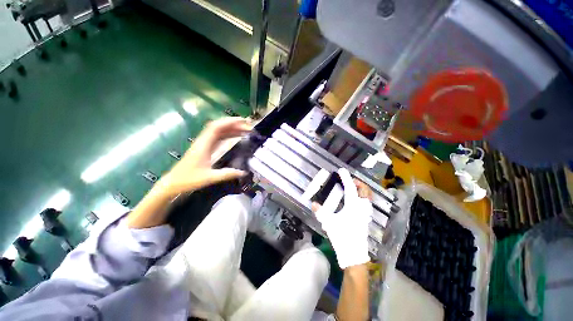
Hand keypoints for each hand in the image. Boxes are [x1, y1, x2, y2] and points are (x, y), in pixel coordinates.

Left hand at [159, 117, 250, 196]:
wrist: (173, 183)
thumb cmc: (189, 179)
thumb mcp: (210, 178)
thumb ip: (227, 174)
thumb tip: (244, 173)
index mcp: (203, 145)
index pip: (217, 127)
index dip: (230, 122)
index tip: (243, 121)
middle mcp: (204, 141)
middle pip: (219, 127)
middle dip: (234, 124)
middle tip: (248, 126)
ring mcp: (204, 144)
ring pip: (219, 132)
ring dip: (231, 129)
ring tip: (245, 130)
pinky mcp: (205, 148)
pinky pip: (218, 138)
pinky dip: (228, 135)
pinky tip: (235, 137)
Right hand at [312, 168, 372, 268]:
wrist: (353, 254)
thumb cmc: (342, 237)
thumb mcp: (329, 223)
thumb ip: (320, 212)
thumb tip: (313, 204)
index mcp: (352, 206)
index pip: (350, 188)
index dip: (346, 178)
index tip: (342, 170)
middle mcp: (361, 208)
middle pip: (364, 191)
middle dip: (358, 183)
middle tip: (350, 180)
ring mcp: (365, 214)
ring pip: (367, 198)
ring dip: (362, 190)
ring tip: (354, 188)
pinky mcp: (365, 219)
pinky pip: (366, 204)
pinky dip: (363, 198)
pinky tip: (356, 201)